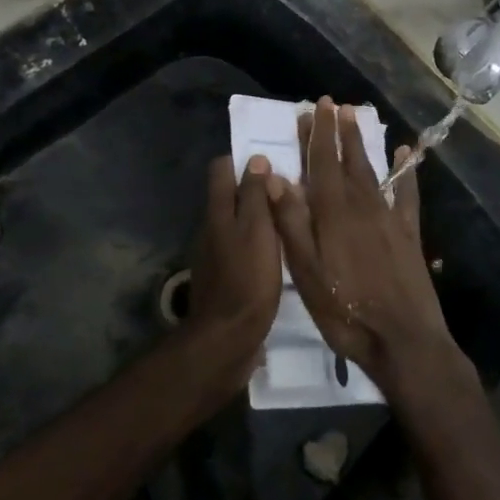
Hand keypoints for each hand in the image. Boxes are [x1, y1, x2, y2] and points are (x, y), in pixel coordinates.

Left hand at [180, 154, 281, 393]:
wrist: (227, 339)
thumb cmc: (247, 279)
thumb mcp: (257, 230)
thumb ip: (255, 195)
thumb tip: (255, 160)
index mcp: (217, 212)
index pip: (220, 169)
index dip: (242, 161)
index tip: (271, 163)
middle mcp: (210, 228)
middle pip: (229, 196)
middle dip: (254, 189)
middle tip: (289, 192)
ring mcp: (214, 255)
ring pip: (236, 223)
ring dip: (257, 219)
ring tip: (289, 223)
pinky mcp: (224, 279)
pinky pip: (240, 249)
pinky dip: (256, 245)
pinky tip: (277, 255)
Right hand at [266, 100, 464, 396]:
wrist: (403, 340)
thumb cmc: (345, 310)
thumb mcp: (306, 272)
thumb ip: (291, 222)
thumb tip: (274, 177)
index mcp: (332, 214)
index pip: (321, 163)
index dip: (317, 134)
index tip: (314, 107)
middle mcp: (362, 206)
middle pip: (347, 161)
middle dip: (338, 131)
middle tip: (333, 104)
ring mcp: (389, 219)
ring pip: (372, 171)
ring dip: (362, 144)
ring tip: (356, 118)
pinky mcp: (409, 234)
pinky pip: (407, 195)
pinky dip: (406, 172)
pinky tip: (405, 154)